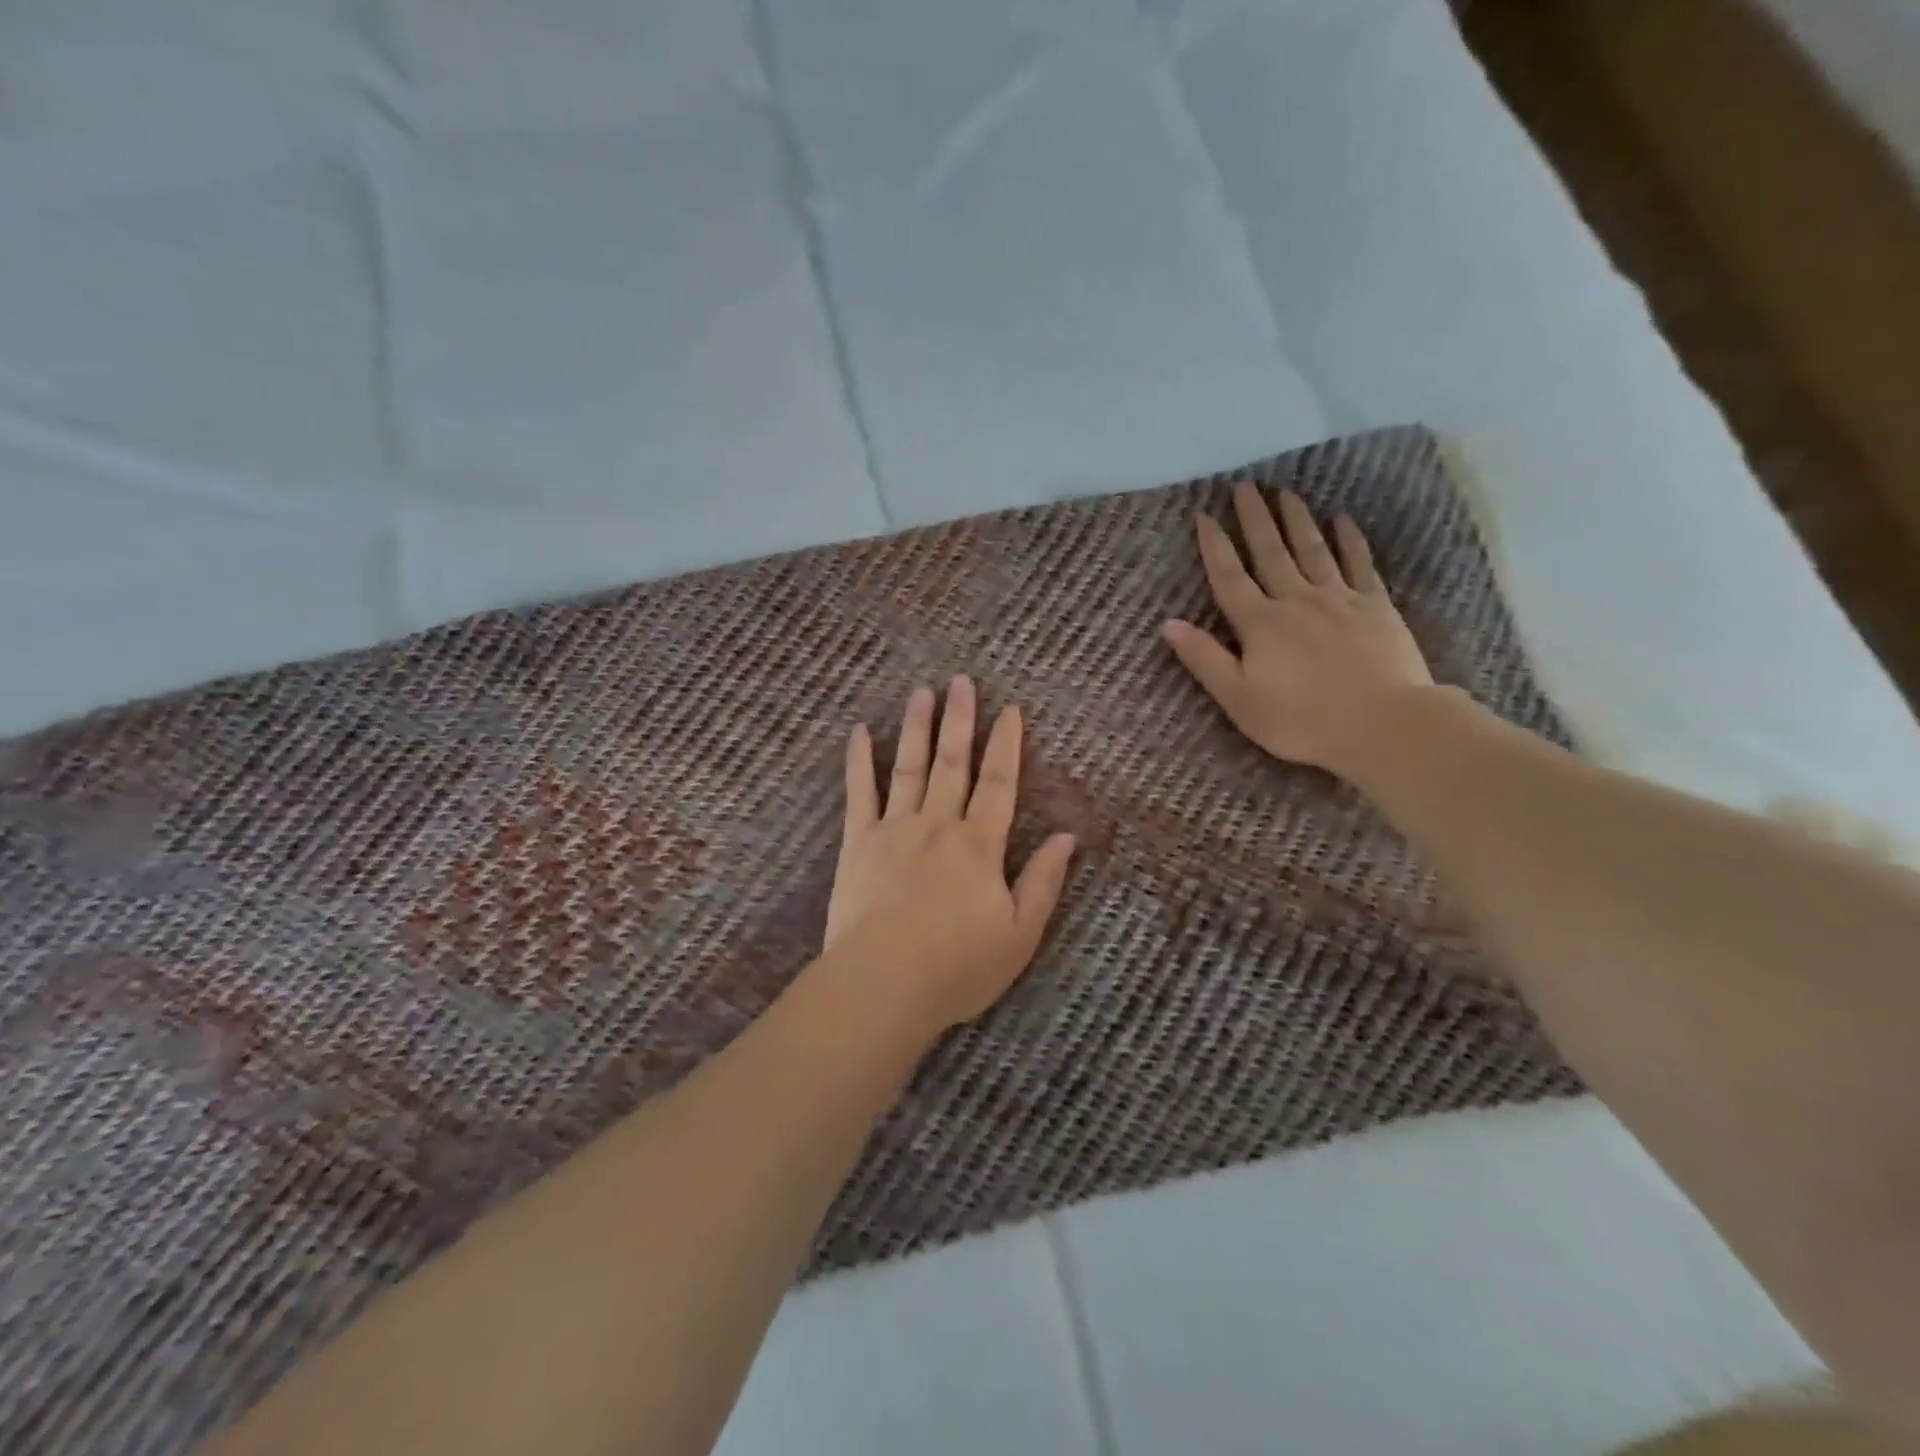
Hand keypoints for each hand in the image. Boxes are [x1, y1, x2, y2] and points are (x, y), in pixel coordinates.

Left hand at [820, 679, 1076, 1039]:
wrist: (883, 984)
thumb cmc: (958, 966)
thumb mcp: (1019, 934)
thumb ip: (1043, 882)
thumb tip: (1067, 837)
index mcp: (979, 845)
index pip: (999, 782)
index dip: (1007, 744)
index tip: (1010, 709)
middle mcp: (939, 824)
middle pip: (953, 762)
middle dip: (960, 719)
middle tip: (961, 680)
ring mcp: (894, 829)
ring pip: (909, 766)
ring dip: (917, 727)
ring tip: (921, 692)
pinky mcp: (857, 842)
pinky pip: (859, 793)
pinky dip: (860, 760)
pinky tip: (860, 730)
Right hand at [1162, 484, 1434, 777]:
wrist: (1382, 724)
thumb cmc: (1301, 720)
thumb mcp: (1238, 699)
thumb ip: (1204, 658)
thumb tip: (1168, 624)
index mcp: (1260, 624)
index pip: (1229, 578)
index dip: (1215, 547)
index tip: (1204, 516)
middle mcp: (1296, 600)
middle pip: (1270, 553)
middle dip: (1255, 519)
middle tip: (1245, 487)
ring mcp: (1338, 599)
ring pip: (1312, 550)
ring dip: (1296, 520)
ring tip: (1286, 492)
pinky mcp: (1375, 606)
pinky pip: (1359, 564)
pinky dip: (1349, 540)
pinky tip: (1343, 520)